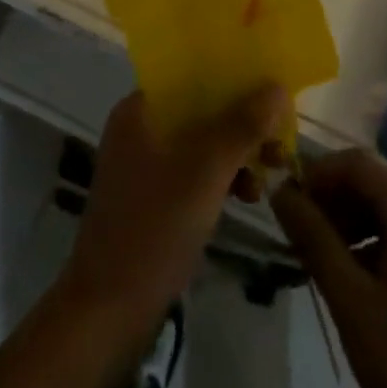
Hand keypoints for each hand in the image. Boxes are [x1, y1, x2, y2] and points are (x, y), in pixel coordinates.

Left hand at [59, 87, 288, 346]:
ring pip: (202, 140)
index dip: (232, 74)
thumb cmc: (153, 229)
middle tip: (279, 136)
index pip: (191, 73)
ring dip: (237, 150)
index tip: (269, 84)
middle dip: (242, 118)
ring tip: (272, 169)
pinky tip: (249, 194)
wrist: (107, 314)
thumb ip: (242, 126)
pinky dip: (223, 176)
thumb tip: (277, 86)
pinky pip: (196, 170)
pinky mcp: (154, 197)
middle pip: (200, 107)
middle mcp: (140, 127)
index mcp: (140, 109)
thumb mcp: (205, 172)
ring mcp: (145, 164)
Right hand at [272, 150, 386, 387]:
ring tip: (319, 259)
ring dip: (349, 225)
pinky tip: (353, 282)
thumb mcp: (353, 302)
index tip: (287, 204)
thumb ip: (314, 240)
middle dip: (332, 201)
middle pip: (374, 186)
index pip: (358, 164)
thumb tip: (279, 191)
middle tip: (298, 235)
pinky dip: (371, 247)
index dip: (318, 173)